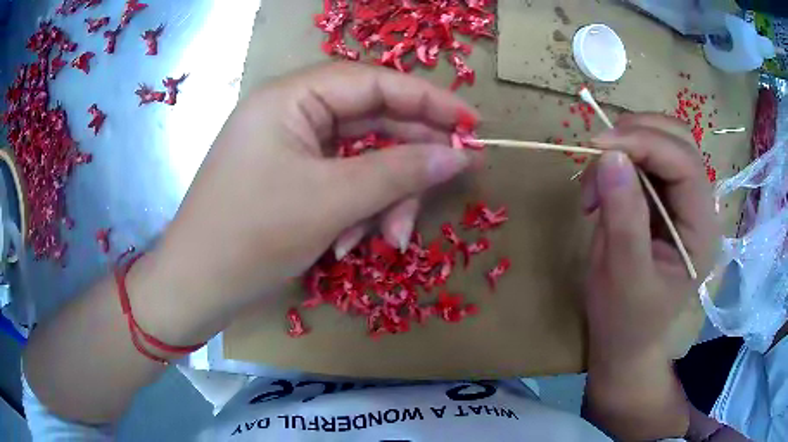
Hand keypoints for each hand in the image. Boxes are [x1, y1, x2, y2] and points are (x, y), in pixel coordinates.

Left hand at [131, 62, 476, 343]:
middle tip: (442, 190)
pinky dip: (355, 212)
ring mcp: (290, 147)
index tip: (472, 124)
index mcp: (290, 97)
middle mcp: (291, 113)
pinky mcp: (290, 178)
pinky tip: (347, 245)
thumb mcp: (332, 201)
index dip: (428, 100)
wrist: (197, 287)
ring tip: (388, 240)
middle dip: (406, 164)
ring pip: (360, 160)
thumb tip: (459, 156)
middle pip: (371, 123)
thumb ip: (400, 172)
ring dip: (382, 199)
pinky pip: (340, 183)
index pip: (374, 82)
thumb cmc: (251, 237)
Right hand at [580, 113, 719, 438]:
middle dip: (636, 135)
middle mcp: (699, 206)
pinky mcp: (663, 198)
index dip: (645, 143)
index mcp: (702, 229)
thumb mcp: (623, 276)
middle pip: (679, 140)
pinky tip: (601, 188)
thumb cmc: (626, 319)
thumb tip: (610, 156)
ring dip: (624, 146)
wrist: (625, 339)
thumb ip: (624, 218)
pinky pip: (644, 158)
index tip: (598, 146)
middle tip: (596, 153)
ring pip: (661, 141)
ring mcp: (682, 199)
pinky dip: (618, 160)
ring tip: (594, 183)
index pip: (685, 163)